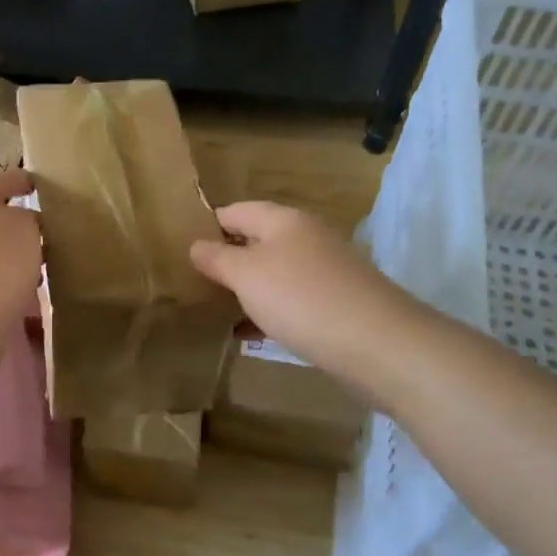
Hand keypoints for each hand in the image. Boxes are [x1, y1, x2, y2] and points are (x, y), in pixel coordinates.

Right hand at [190, 202, 396, 372]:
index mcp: (282, 220)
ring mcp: (324, 271)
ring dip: (245, 290)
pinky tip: (248, 335)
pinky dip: (268, 313)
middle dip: (225, 261)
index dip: (206, 227)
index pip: (234, 211)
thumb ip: (217, 258)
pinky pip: (291, 301)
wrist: (378, 344)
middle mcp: (305, 238)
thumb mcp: (246, 275)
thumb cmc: (301, 299)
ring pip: (273, 274)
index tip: (179, 251)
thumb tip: (196, 245)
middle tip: (191, 284)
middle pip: (255, 241)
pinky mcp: (335, 303)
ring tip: (212, 311)